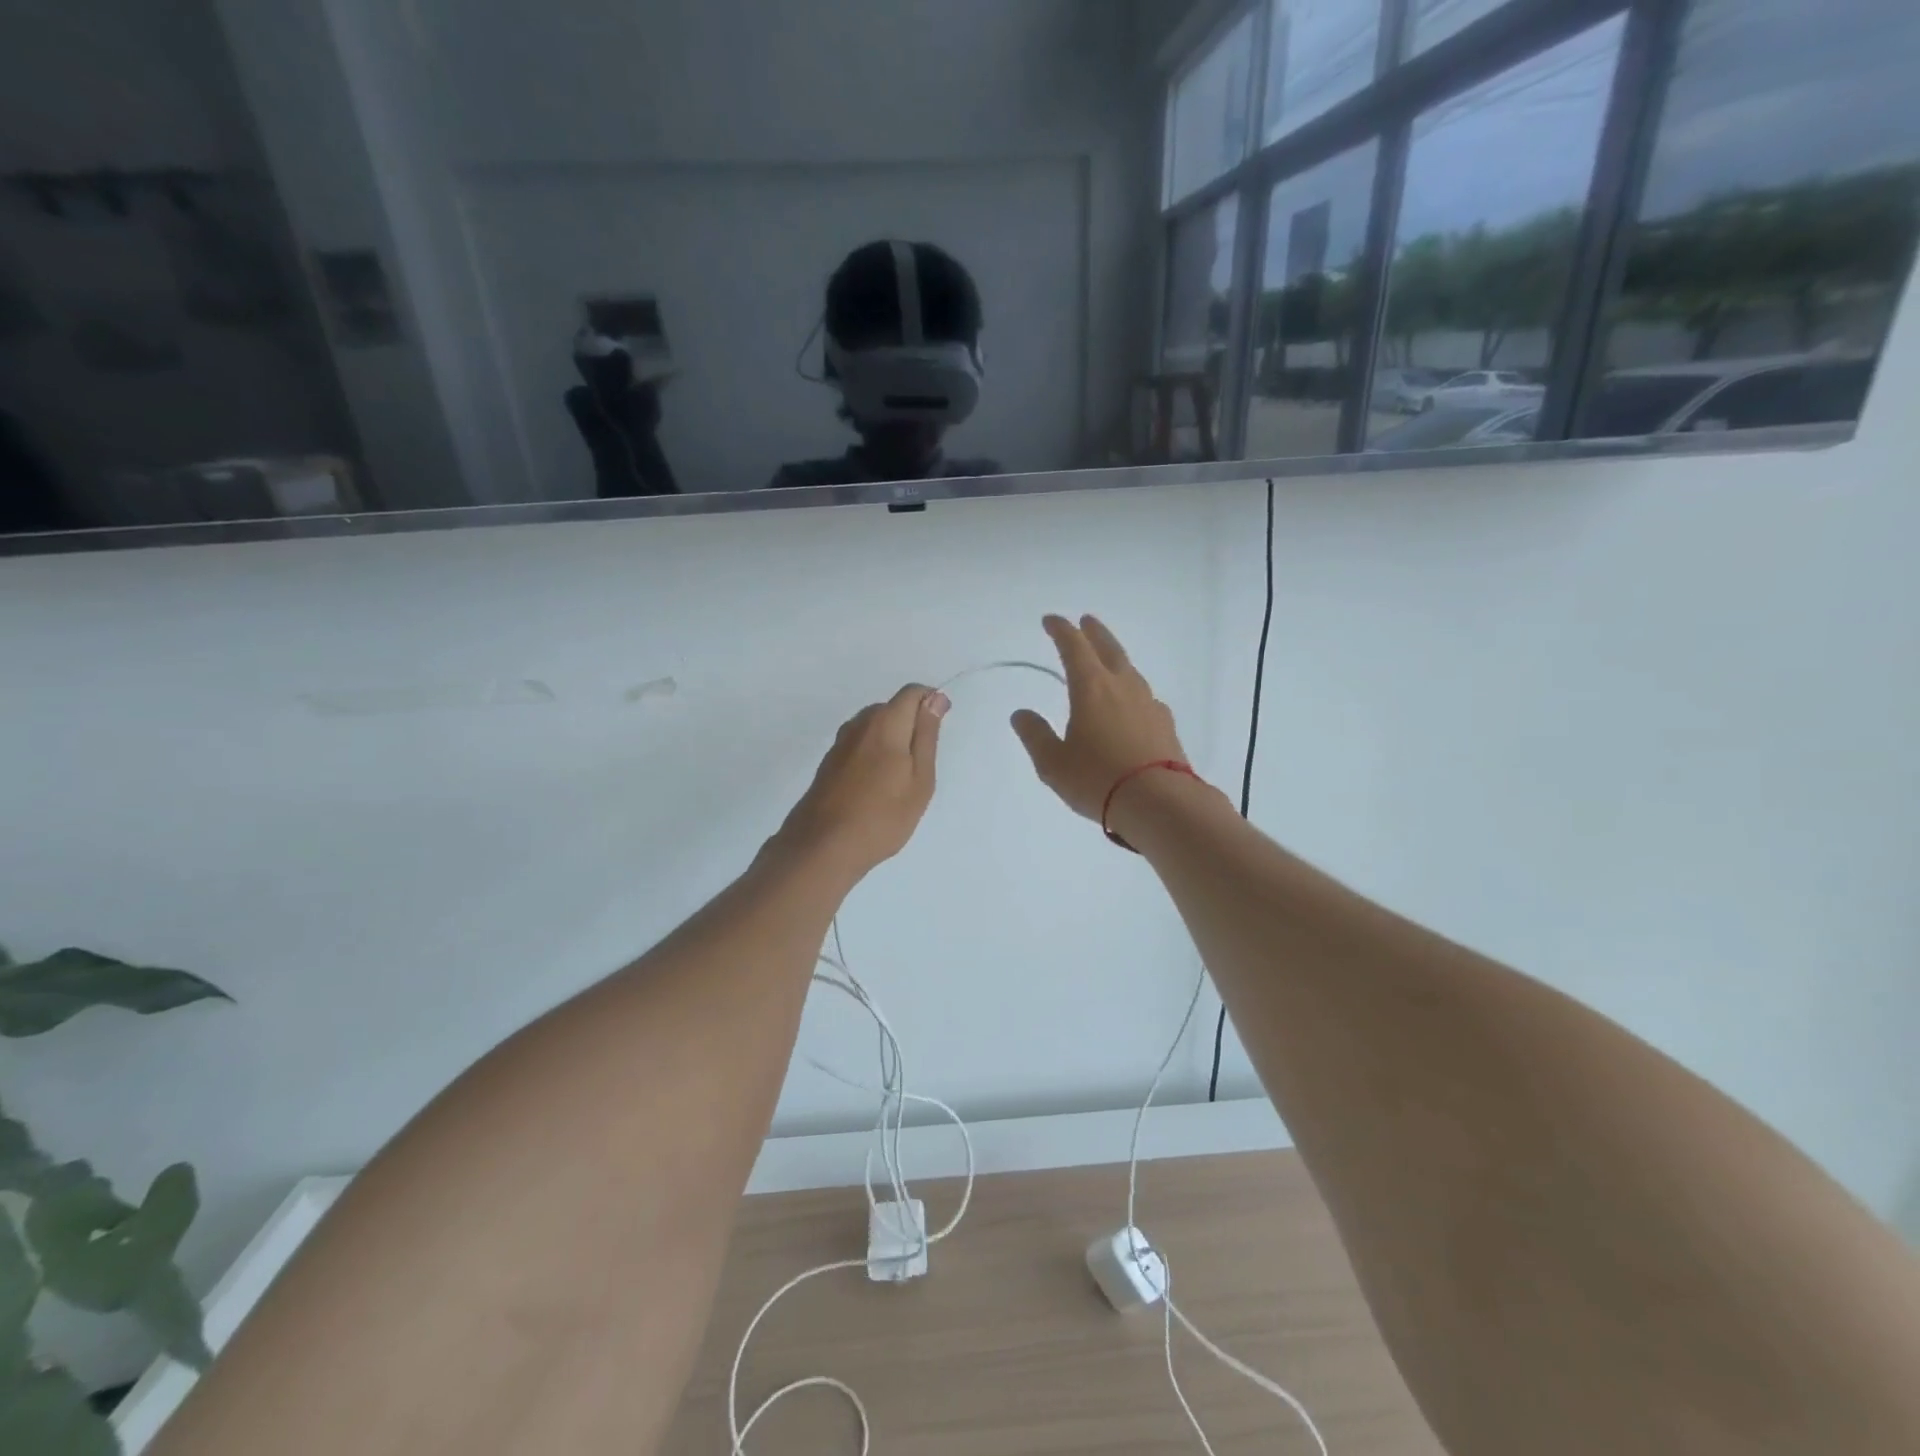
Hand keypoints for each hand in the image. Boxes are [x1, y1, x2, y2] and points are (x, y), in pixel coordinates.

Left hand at [774, 685, 948, 881]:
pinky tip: (876, 788)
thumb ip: (926, 734)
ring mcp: (840, 742)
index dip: (931, 704)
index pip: (912, 693)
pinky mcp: (829, 761)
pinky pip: (860, 744)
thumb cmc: (882, 815)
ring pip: (874, 727)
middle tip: (922, 767)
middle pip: (892, 708)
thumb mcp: (920, 778)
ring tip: (899, 781)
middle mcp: (859, 723)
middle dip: (911, 725)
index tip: (938, 735)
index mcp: (885, 722)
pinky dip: (874, 755)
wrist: (823, 846)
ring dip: (892, 742)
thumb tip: (935, 698)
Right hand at [1011, 615, 1186, 821]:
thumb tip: (1022, 714)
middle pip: (1109, 649)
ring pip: (1130, 670)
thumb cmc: (1098, 779)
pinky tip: (1131, 703)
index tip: (1051, 620)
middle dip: (1094, 632)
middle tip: (1086, 621)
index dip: (1061, 630)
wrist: (1160, 803)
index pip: (1074, 648)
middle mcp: (1123, 687)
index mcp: (1091, 688)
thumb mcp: (1053, 762)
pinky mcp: (1165, 725)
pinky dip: (1132, 690)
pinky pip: (1145, 697)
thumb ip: (1036, 735)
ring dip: (1116, 658)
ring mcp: (1149, 704)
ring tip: (1107, 661)